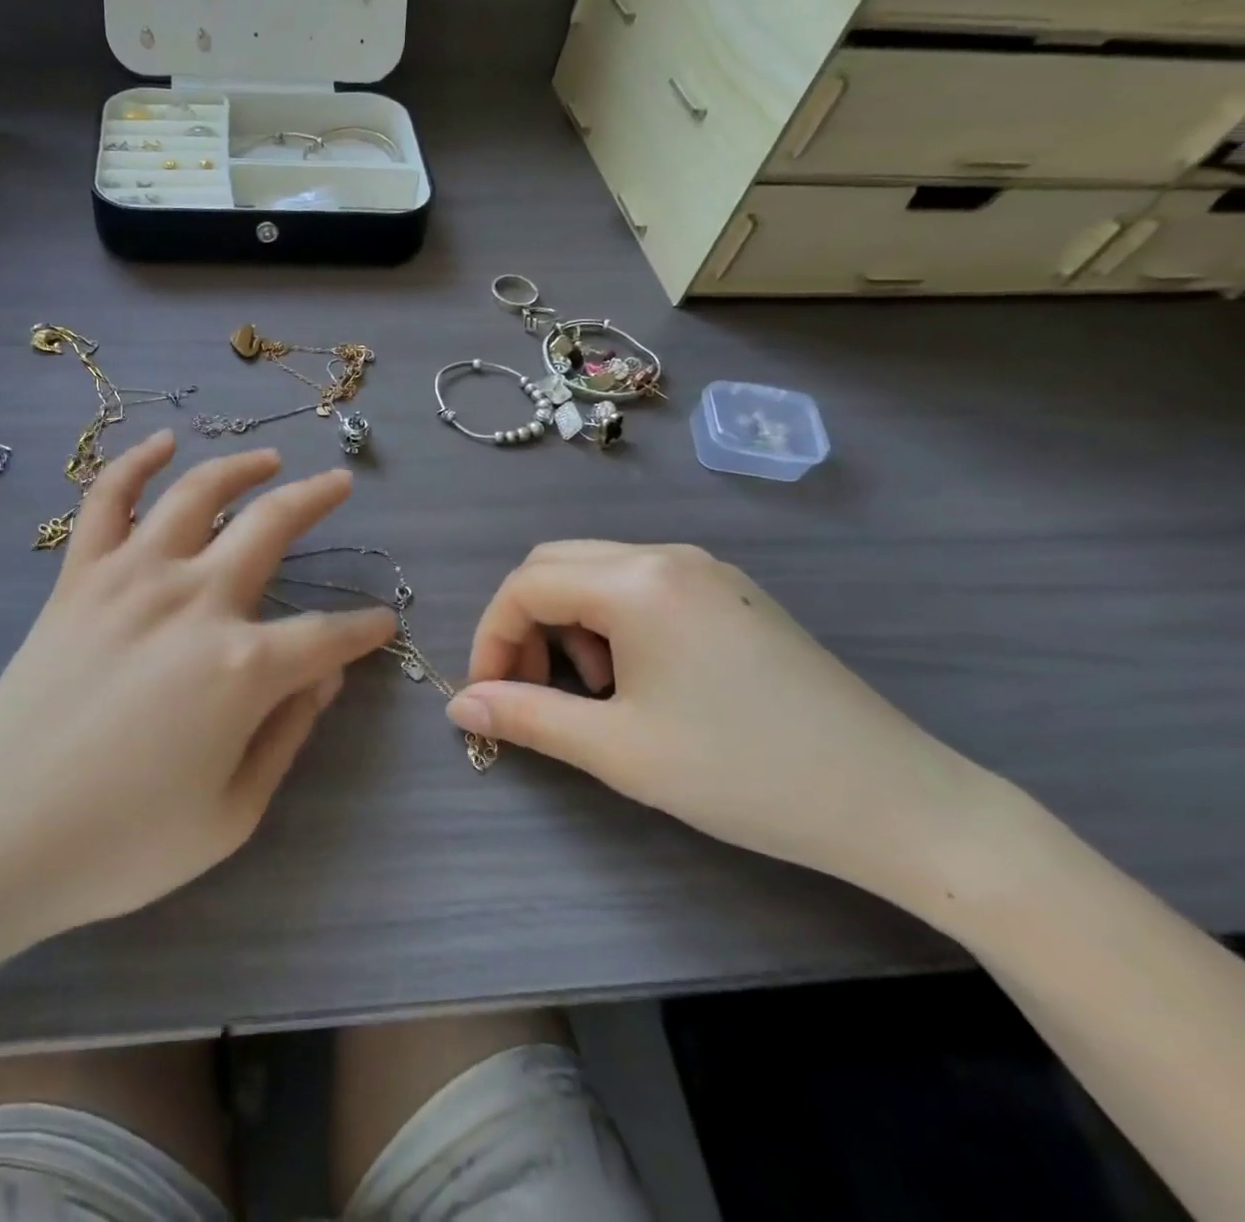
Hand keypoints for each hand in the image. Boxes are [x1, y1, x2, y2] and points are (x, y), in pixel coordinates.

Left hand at [0, 430, 394, 947]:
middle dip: (317, 499)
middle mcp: (194, 602)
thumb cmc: (121, 843)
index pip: (327, 634)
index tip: (382, 623)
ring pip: (197, 494)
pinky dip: (135, 463)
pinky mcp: (79, 577)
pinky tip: (162, 443)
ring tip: (270, 459)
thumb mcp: (232, 814)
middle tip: (340, 484)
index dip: (364, 629)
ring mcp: (131, 578)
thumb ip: (288, 735)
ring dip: (241, 468)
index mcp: (242, 667)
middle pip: (271, 527)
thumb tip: (325, 678)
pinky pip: (106, 500)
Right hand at [446, 542, 1007, 908]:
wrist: (899, 802)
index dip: (491, 639)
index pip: (524, 587)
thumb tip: (460, 707)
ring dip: (566, 623)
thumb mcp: (619, 749)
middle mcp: (666, 556)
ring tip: (592, 691)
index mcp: (637, 582)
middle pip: (554, 566)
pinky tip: (637, 678)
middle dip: (523, 625)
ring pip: (595, 573)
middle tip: (531, 691)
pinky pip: (639, 586)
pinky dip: (609, 622)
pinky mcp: (729, 594)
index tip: (488, 697)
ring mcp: (704, 570)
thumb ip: (526, 717)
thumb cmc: (745, 773)